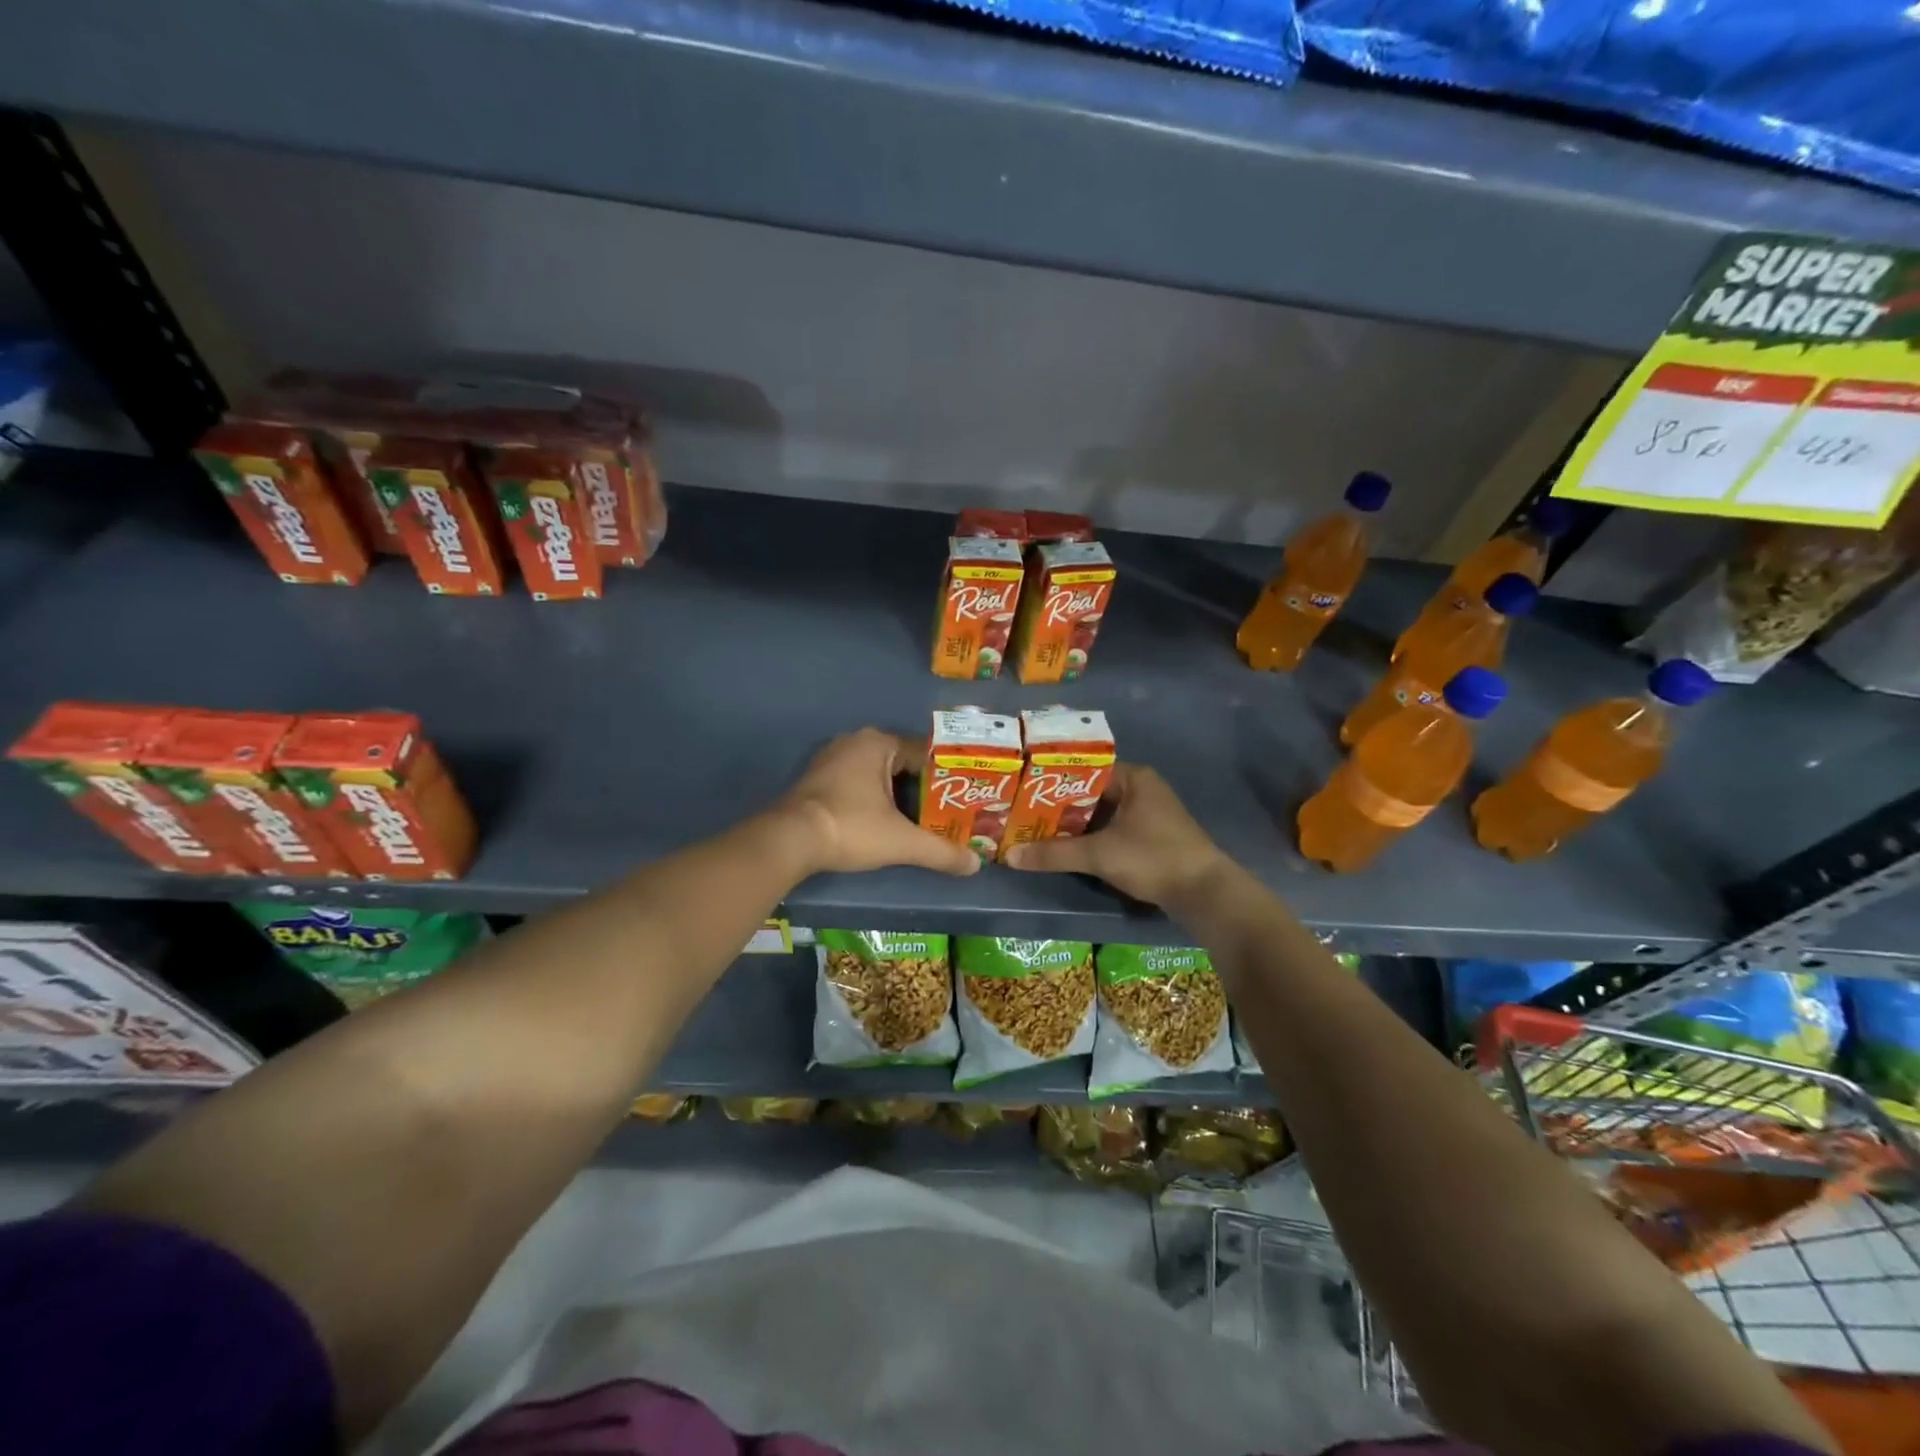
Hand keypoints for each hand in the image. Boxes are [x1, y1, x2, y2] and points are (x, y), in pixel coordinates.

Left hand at [774, 728, 979, 877]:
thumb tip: (975, 865)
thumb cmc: (851, 828)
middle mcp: (855, 741)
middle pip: (902, 762)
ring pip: (878, 773)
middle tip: (946, 810)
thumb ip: (940, 851)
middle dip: (922, 787)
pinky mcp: (817, 779)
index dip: (946, 775)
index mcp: (878, 743)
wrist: (789, 841)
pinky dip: (873, 797)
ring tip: (921, 818)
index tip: (964, 796)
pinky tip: (884, 820)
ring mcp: (831, 758)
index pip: (925, 752)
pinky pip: (857, 781)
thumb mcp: (901, 842)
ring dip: (897, 793)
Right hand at [1004, 764, 1229, 907]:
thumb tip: (1009, 856)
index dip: (1052, 781)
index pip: (1084, 770)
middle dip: (1058, 806)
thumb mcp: (1100, 854)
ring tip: (1035, 831)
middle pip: (1090, 793)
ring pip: (1100, 814)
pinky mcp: (1150, 838)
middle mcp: (1141, 789)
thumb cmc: (1153, 858)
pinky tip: (1065, 849)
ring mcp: (1148, 814)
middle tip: (1022, 814)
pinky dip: (1090, 838)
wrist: (1205, 894)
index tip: (1023, 791)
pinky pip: (1111, 830)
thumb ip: (1054, 853)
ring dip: (1073, 825)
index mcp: (1133, 778)